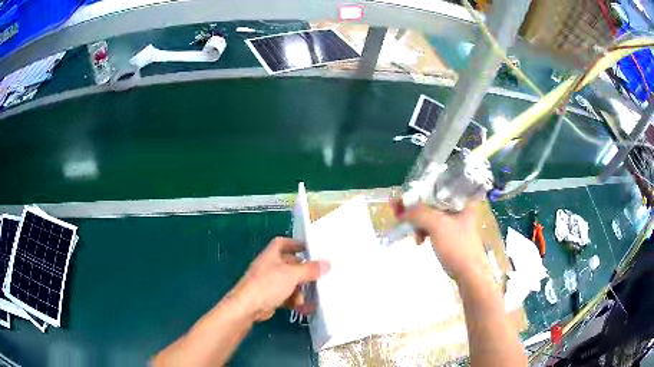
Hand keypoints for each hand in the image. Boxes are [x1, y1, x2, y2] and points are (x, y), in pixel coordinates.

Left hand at [231, 237, 329, 321]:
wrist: (247, 308)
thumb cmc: (268, 285)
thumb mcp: (292, 275)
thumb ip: (310, 269)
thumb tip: (327, 263)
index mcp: (271, 255)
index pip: (282, 243)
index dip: (295, 243)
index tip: (310, 249)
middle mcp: (269, 267)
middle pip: (289, 264)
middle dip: (303, 271)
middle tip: (318, 276)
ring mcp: (268, 283)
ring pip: (289, 282)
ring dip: (300, 289)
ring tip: (311, 297)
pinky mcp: (269, 298)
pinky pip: (286, 297)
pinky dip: (295, 301)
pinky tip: (305, 308)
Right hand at [393, 200, 488, 283]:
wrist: (470, 274)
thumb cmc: (457, 246)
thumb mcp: (437, 225)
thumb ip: (418, 213)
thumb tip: (401, 210)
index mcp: (461, 199)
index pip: (435, 187)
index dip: (416, 191)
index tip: (400, 199)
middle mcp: (459, 207)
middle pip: (431, 201)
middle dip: (414, 209)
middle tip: (398, 214)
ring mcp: (456, 223)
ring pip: (431, 215)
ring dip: (418, 223)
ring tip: (414, 235)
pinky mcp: (451, 236)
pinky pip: (433, 227)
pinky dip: (424, 231)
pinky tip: (419, 240)